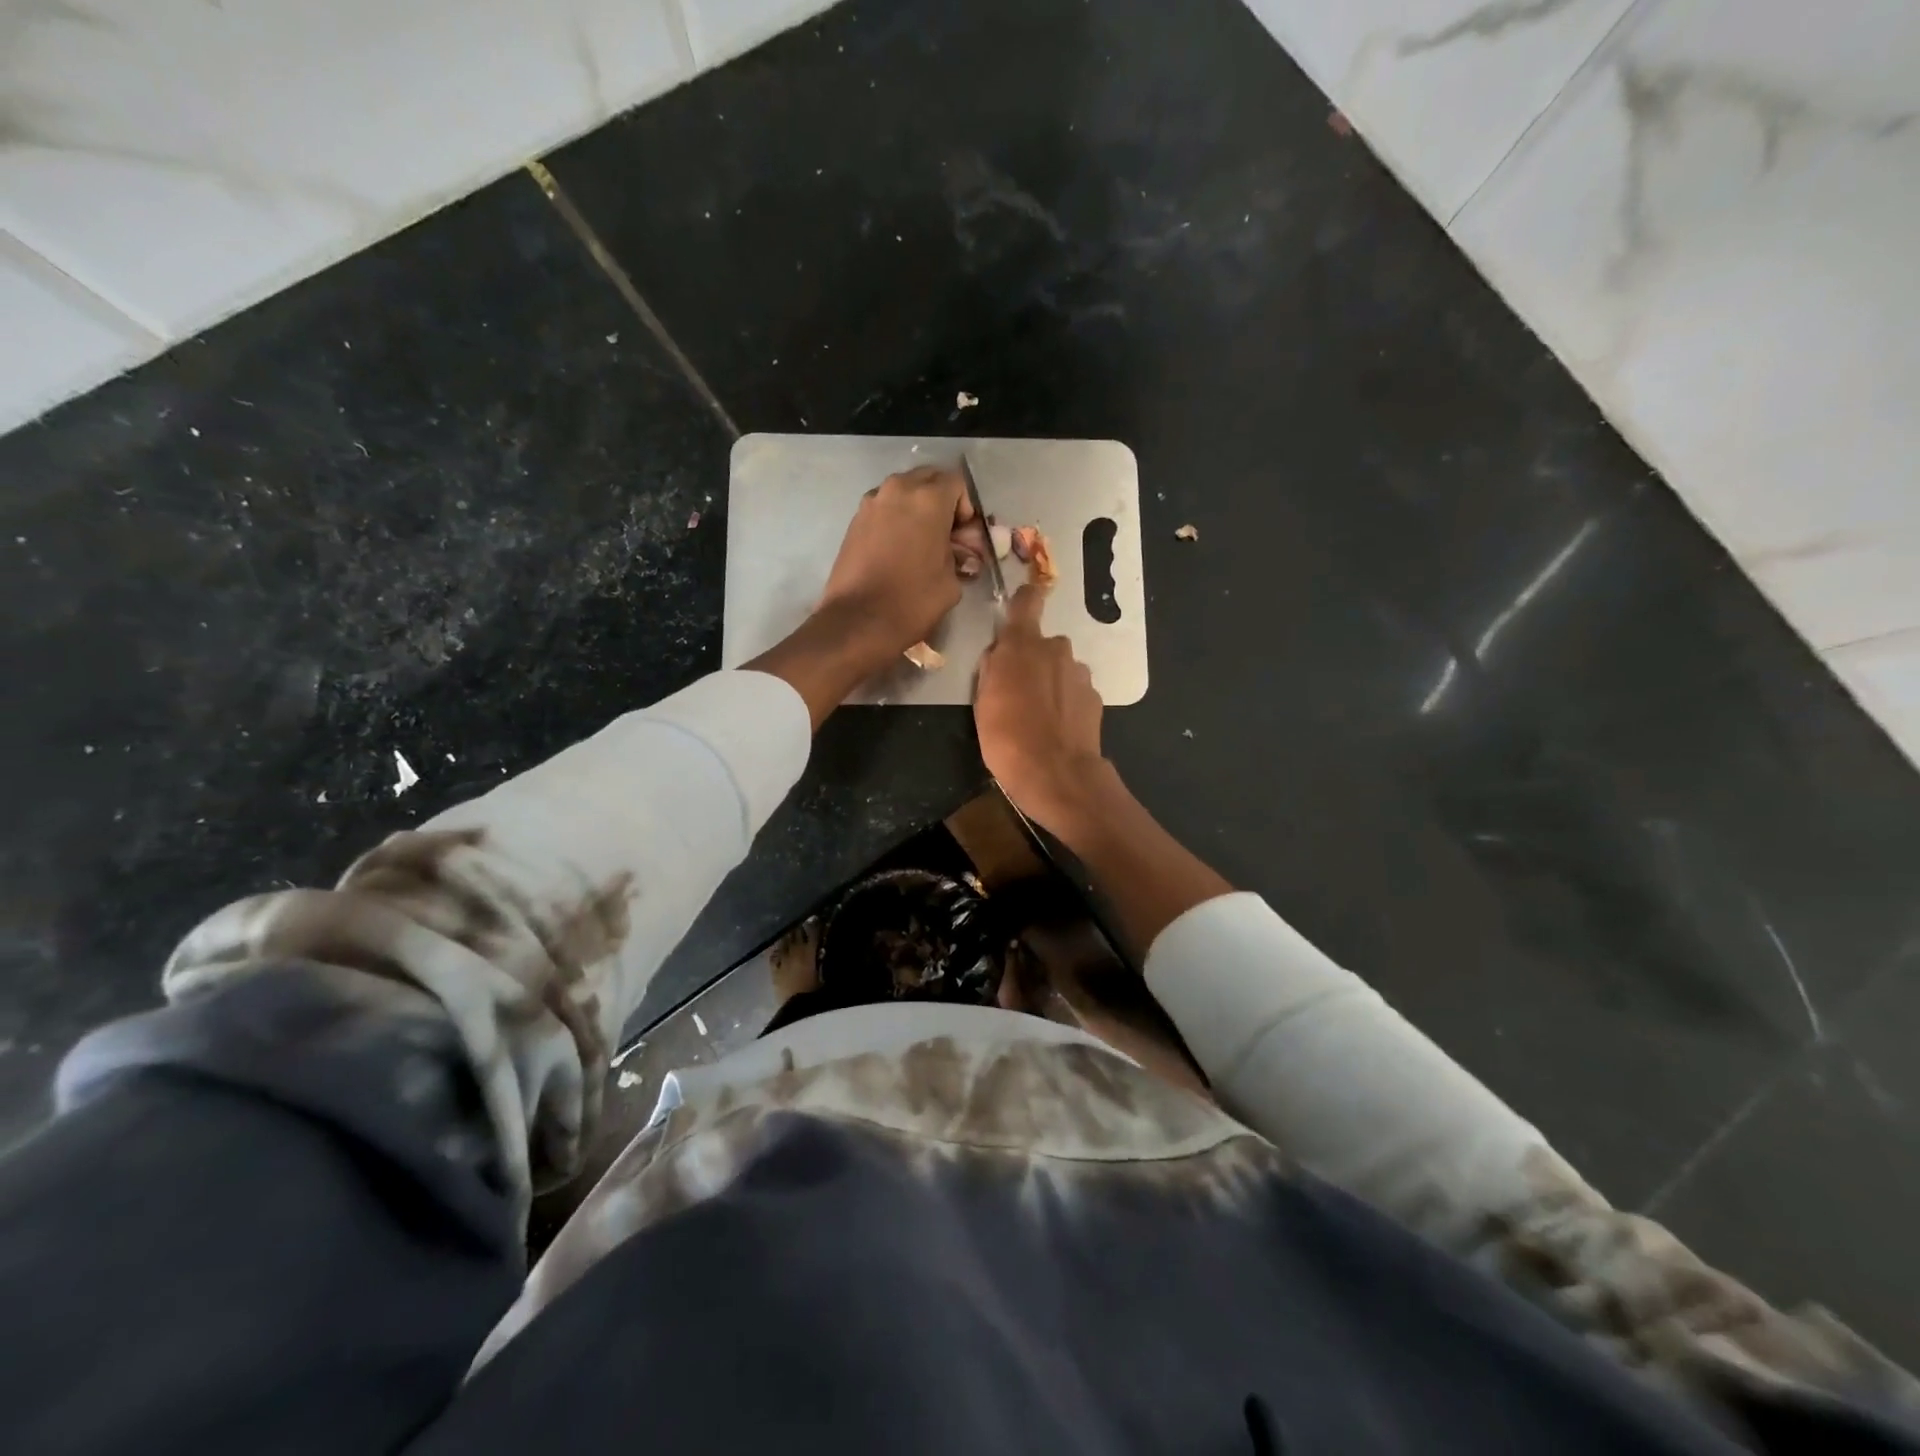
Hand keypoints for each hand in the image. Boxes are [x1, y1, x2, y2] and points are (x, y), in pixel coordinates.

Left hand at [818, 465, 981, 664]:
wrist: (857, 621)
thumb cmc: (912, 601)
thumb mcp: (951, 581)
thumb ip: (959, 555)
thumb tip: (959, 551)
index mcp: (928, 499)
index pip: (957, 483)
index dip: (966, 508)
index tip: (965, 536)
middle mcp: (898, 489)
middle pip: (928, 479)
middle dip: (942, 501)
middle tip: (947, 535)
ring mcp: (871, 502)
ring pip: (904, 491)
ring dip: (918, 508)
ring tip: (922, 542)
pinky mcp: (855, 520)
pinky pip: (885, 508)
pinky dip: (897, 519)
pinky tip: (899, 549)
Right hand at [974, 582, 1112, 835]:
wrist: (1056, 775)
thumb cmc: (1007, 738)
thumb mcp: (982, 703)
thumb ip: (991, 669)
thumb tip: (999, 654)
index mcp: (1022, 645)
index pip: (1027, 601)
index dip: (1025, 598)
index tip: (1022, 602)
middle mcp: (1056, 650)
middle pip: (1042, 644)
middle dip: (1032, 660)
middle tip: (1016, 692)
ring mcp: (1079, 673)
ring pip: (1060, 669)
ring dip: (1050, 683)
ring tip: (1037, 717)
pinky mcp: (1094, 697)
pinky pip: (1074, 691)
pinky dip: (1065, 703)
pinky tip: (1056, 728)